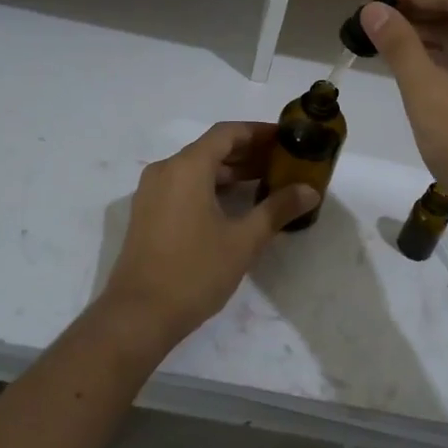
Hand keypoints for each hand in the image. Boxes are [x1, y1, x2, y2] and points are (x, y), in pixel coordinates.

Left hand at [100, 122, 319, 349]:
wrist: (137, 315)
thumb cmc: (194, 272)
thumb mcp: (243, 241)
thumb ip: (277, 209)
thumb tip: (309, 190)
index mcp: (187, 167)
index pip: (227, 133)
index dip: (258, 132)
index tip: (286, 139)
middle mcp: (166, 170)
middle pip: (211, 148)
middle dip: (248, 153)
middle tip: (282, 163)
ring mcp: (152, 191)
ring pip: (196, 168)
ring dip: (229, 171)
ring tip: (265, 183)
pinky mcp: (147, 212)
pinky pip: (183, 185)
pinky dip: (210, 186)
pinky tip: (234, 205)